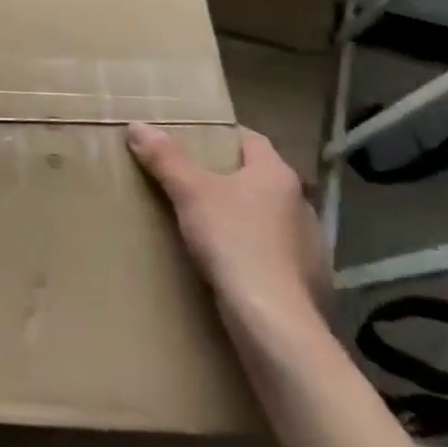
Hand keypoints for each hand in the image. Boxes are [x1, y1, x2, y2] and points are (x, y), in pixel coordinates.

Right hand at [127, 124, 329, 335]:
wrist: (274, 320)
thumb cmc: (234, 241)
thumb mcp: (190, 193)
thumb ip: (165, 158)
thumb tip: (138, 125)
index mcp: (277, 175)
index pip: (251, 140)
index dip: (222, 136)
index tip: (193, 139)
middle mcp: (300, 204)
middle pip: (259, 179)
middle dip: (227, 178)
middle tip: (189, 180)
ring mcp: (309, 245)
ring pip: (268, 217)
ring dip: (242, 217)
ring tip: (205, 224)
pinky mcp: (307, 280)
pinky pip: (274, 254)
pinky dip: (252, 251)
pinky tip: (228, 263)